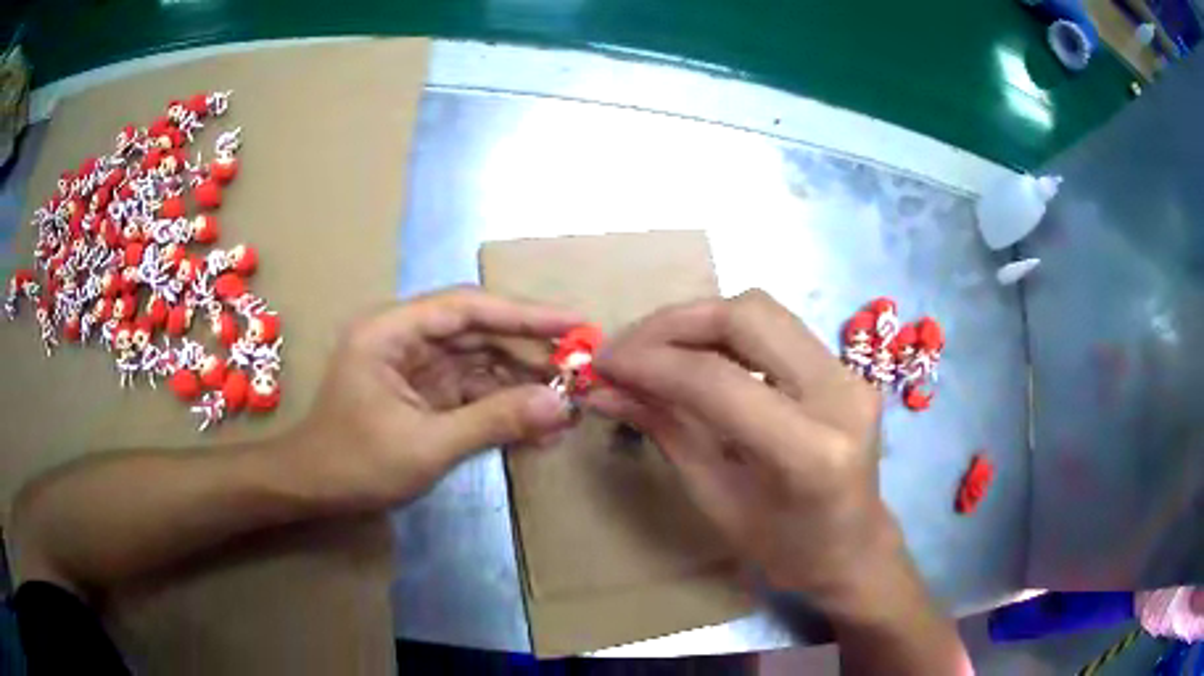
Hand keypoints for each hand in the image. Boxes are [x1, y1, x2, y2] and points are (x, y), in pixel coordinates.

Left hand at [279, 287, 578, 512]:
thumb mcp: (427, 445)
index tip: (573, 324)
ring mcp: (415, 366)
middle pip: (478, 332)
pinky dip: (503, 406)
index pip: (467, 308)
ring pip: (480, 362)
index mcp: (391, 331)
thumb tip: (560, 406)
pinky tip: (538, 425)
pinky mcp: (424, 393)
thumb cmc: (355, 463)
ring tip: (568, 404)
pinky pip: (471, 390)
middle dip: (530, 352)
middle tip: (581, 369)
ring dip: (521, 383)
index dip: (524, 314)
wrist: (314, 491)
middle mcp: (405, 338)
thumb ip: (493, 421)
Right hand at [585, 289, 900, 615]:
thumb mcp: (716, 498)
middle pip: (747, 316)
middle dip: (673, 323)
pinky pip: (776, 327)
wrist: (853, 548)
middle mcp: (840, 395)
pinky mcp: (845, 366)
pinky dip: (725, 331)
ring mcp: (850, 373)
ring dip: (698, 320)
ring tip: (653, 349)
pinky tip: (694, 354)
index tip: (603, 364)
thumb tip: (605, 390)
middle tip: (625, 349)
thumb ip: (667, 431)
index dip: (651, 363)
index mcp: (811, 452)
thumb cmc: (785, 549)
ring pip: (762, 309)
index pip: (718, 380)